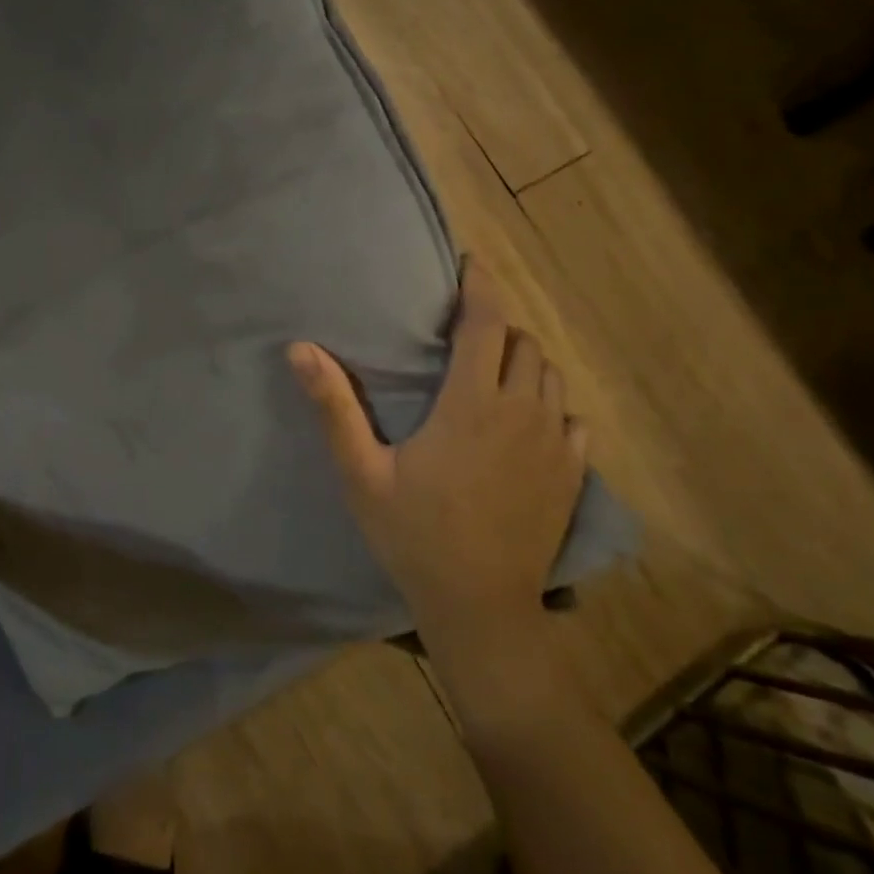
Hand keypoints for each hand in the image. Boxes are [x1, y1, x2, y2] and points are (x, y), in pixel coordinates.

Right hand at [288, 259, 587, 655]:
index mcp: (471, 404)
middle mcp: (522, 412)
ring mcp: (555, 444)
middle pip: (524, 343)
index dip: (481, 287)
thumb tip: (300, 348)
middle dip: (499, 327)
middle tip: (466, 332)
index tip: (471, 265)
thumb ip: (334, 406)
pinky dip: (549, 403)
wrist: (480, 608)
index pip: (487, 324)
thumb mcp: (361, 472)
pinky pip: (571, 417)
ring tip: (494, 371)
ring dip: (524, 362)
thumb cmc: (414, 535)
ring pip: (551, 377)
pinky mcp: (573, 473)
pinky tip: (526, 421)